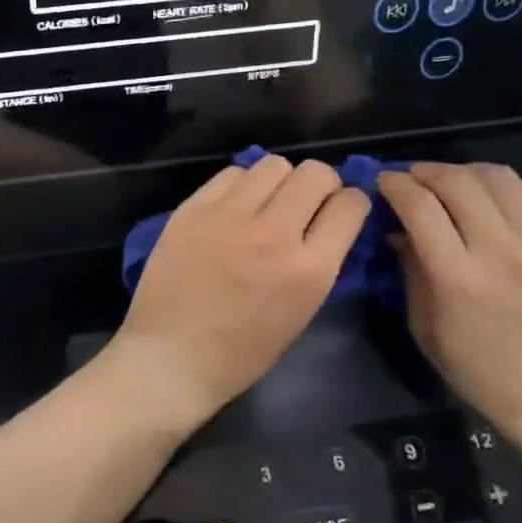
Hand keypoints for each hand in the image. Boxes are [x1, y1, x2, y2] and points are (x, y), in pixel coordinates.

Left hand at [107, 156, 371, 430]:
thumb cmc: (240, 354)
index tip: (339, 213)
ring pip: (274, 164)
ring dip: (280, 182)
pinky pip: (232, 174)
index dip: (350, 205)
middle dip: (320, 186)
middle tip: (305, 205)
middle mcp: (275, 233)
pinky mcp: (193, 209)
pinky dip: (241, 185)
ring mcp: (230, 216)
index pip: (351, 204)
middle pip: (315, 173)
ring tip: (266, 204)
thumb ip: (319, 265)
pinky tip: (233, 208)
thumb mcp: (300, 314)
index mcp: (310, 270)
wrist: (170, 358)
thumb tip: (327, 228)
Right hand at [377, 163, 521, 441]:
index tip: (382, 180)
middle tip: (409, 178)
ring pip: (497, 177)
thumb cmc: (478, 369)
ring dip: (463, 172)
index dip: (396, 186)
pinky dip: (501, 185)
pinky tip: (487, 198)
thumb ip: (411, 271)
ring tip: (447, 183)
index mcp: (459, 278)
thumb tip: (397, 230)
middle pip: (457, 182)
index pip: (421, 207)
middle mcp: (501, 250)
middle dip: (425, 172)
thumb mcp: (425, 327)